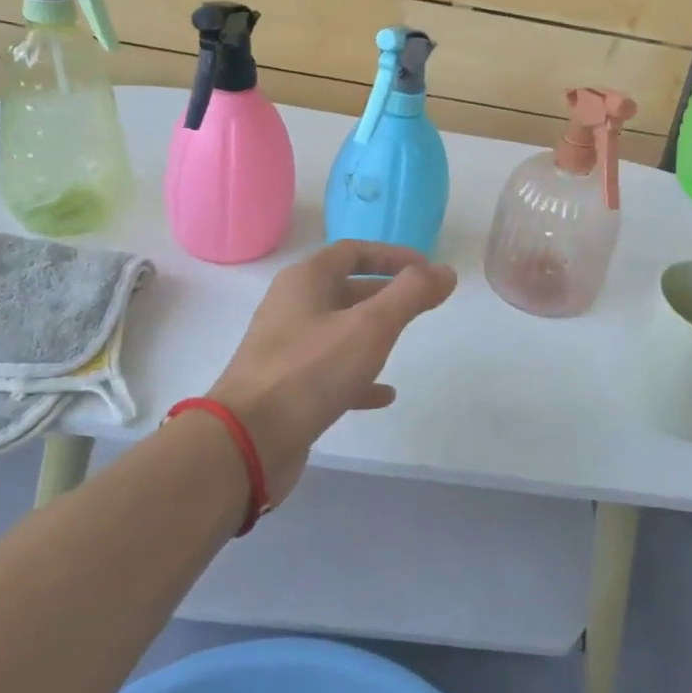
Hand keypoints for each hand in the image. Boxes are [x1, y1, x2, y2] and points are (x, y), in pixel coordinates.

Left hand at [206, 241, 456, 501]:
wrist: (246, 441)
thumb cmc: (310, 371)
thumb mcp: (370, 327)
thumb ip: (411, 295)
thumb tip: (445, 271)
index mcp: (305, 280)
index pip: (353, 251)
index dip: (392, 256)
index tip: (426, 269)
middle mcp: (292, 307)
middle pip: (345, 289)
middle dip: (384, 293)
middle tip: (422, 304)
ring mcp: (286, 348)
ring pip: (338, 330)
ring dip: (371, 333)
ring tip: (404, 342)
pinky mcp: (286, 386)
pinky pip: (329, 371)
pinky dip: (358, 375)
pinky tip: (384, 394)